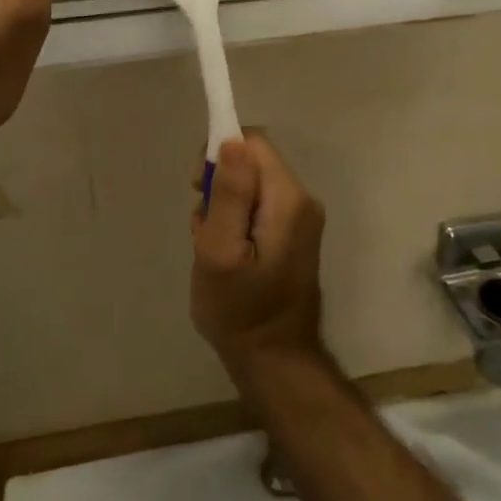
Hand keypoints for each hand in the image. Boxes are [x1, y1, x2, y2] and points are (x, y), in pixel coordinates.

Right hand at [190, 133, 326, 380]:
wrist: (274, 360)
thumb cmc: (239, 309)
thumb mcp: (221, 251)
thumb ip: (229, 194)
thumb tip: (232, 140)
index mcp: (288, 199)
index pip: (252, 142)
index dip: (219, 154)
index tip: (199, 188)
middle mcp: (302, 200)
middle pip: (253, 161)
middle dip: (220, 185)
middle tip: (203, 226)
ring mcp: (301, 218)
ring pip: (252, 184)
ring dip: (226, 206)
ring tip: (213, 245)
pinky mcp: (294, 233)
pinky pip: (259, 205)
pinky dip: (237, 220)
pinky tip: (228, 253)